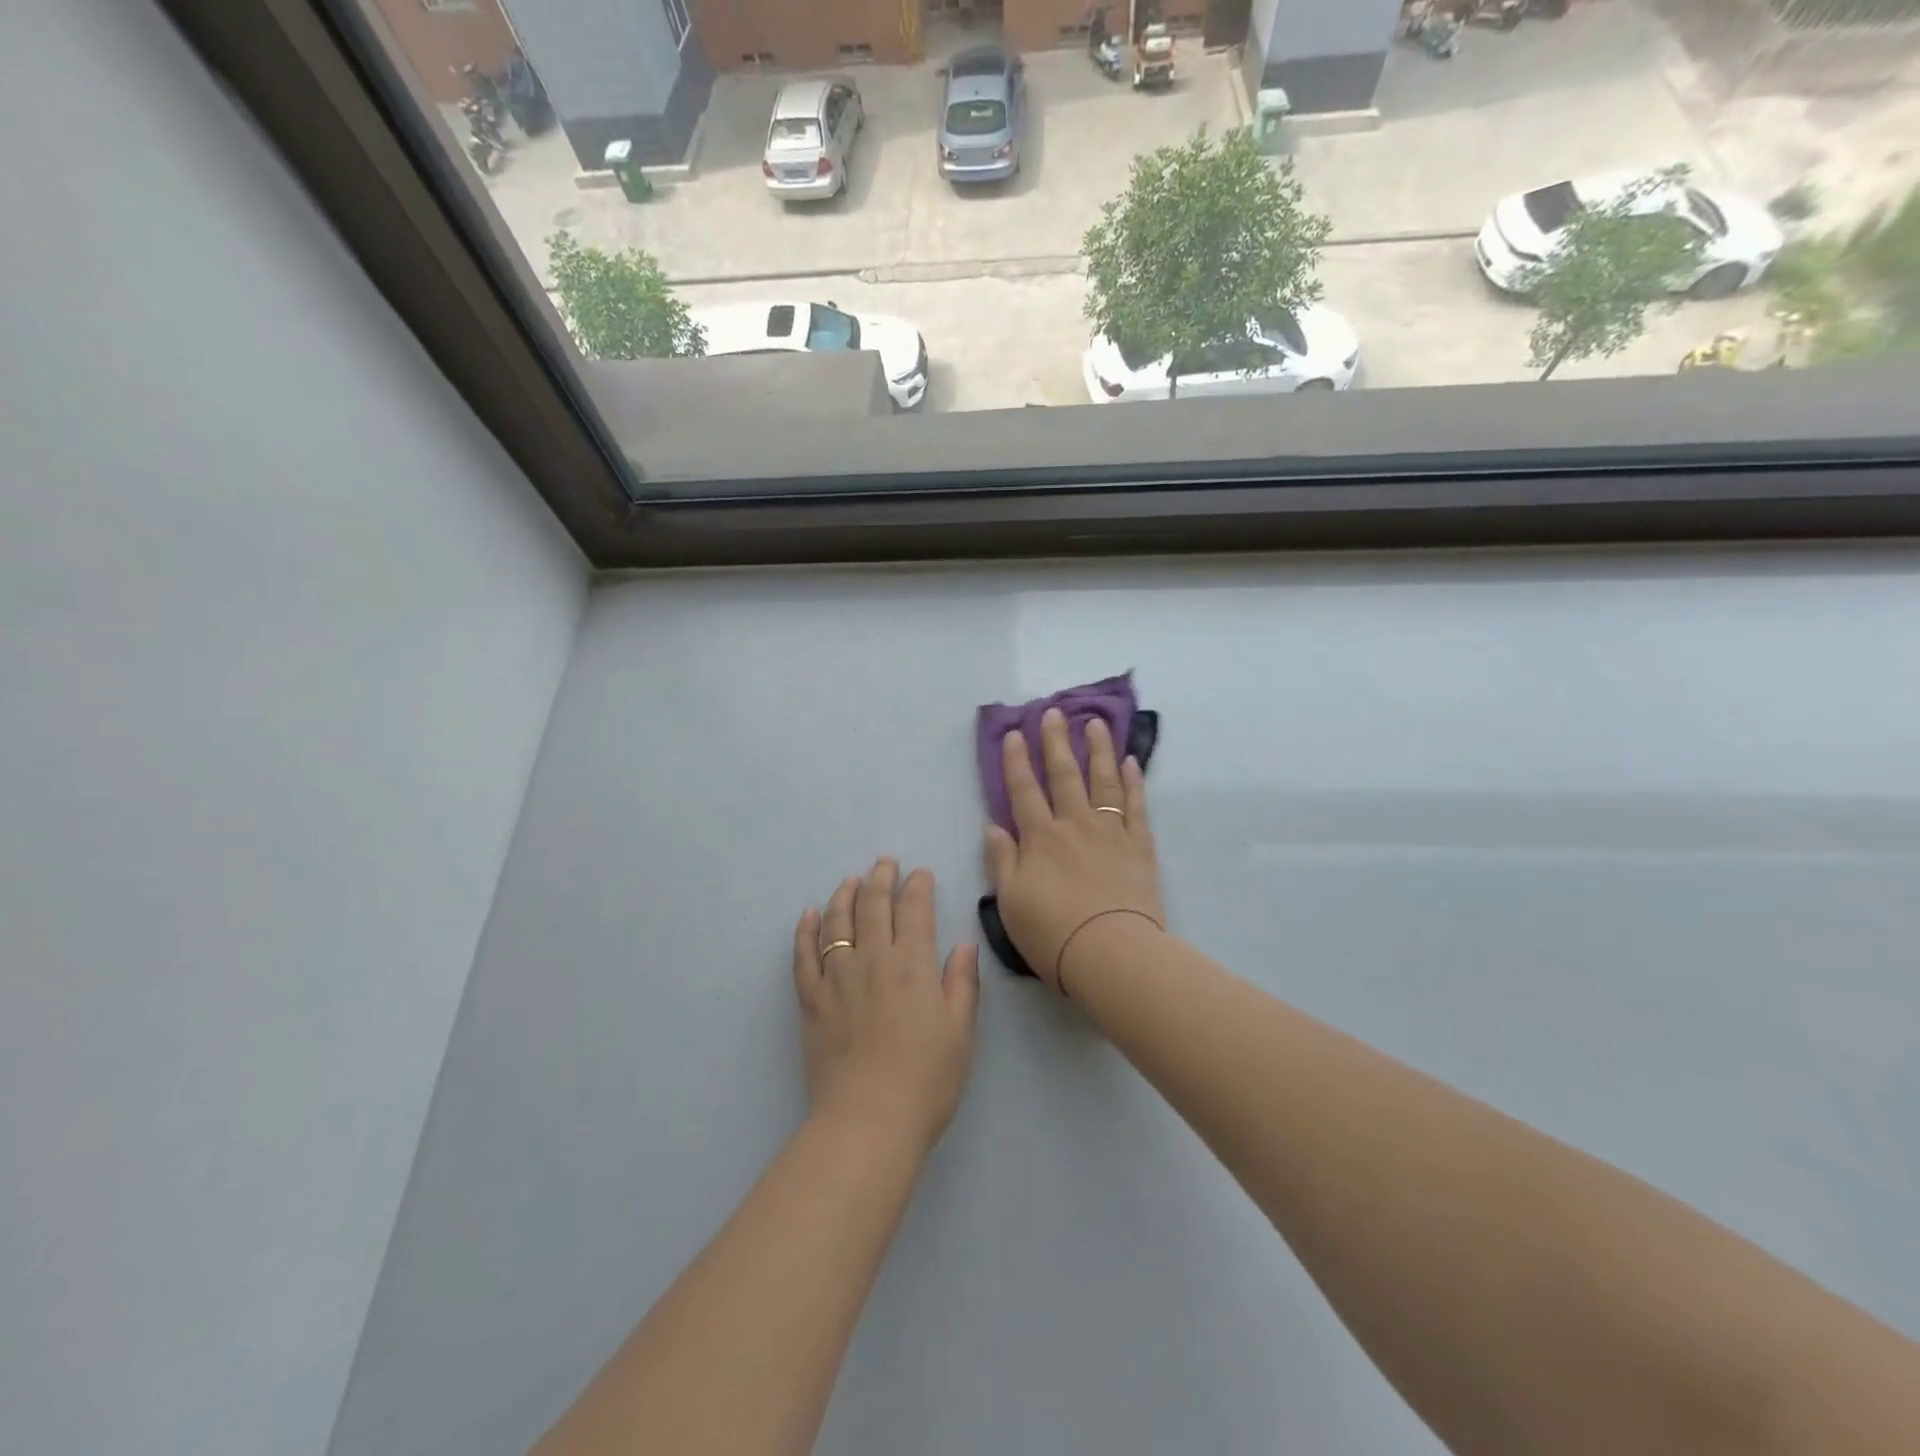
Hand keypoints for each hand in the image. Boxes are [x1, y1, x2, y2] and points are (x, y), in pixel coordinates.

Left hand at [793, 860, 980, 1154]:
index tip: (920, 873)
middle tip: (885, 863)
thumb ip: (962, 983)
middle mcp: (873, 961)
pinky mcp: (811, 1001)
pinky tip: (808, 915)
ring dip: (844, 895)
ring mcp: (837, 979)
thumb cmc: (926, 1079)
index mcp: (913, 965)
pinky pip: (803, 956)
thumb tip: (965, 944)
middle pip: (874, 907)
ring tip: (850, 880)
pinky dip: (804, 932)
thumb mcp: (960, 1032)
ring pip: (837, 923)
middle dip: (881, 879)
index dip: (918, 887)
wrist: (868, 1121)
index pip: (915, 911)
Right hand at [985, 708, 1163, 996]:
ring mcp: (1110, 832)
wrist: (1111, 953)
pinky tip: (1131, 762)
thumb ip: (1002, 861)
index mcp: (1040, 838)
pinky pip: (1136, 806)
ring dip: (1097, 749)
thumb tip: (995, 827)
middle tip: (1054, 711)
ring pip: (1103, 781)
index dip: (1016, 761)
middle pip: (1064, 774)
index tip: (1013, 733)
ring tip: (1095, 723)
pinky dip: (1133, 782)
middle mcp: (1074, 825)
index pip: (1023, 790)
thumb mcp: (1010, 902)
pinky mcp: (1139, 846)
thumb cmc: (1052, 933)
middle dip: (1056, 741)